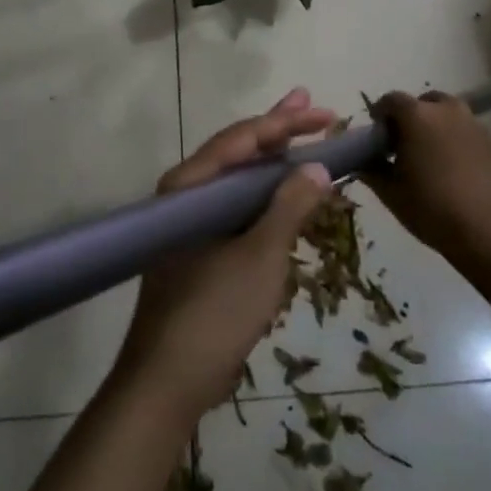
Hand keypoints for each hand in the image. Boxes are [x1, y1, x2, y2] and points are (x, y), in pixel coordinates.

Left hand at [116, 89, 335, 419]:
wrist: (166, 383)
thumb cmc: (213, 313)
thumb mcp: (261, 257)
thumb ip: (289, 207)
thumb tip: (316, 166)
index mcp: (190, 187)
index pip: (241, 140)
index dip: (284, 123)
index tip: (325, 115)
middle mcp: (185, 196)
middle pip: (238, 153)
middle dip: (278, 131)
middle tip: (314, 107)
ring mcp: (191, 224)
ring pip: (238, 180)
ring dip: (273, 162)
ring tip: (305, 140)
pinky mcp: (199, 248)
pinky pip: (237, 208)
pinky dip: (265, 196)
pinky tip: (287, 194)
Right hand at [364, 91, 490, 261]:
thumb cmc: (434, 208)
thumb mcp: (392, 194)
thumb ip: (372, 172)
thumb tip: (363, 163)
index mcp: (416, 115)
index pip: (391, 100)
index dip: (381, 115)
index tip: (378, 137)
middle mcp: (446, 110)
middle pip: (423, 102)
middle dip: (411, 117)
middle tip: (406, 145)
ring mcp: (474, 123)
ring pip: (448, 114)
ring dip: (436, 126)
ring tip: (432, 157)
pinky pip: (467, 130)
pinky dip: (457, 140)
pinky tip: (457, 170)